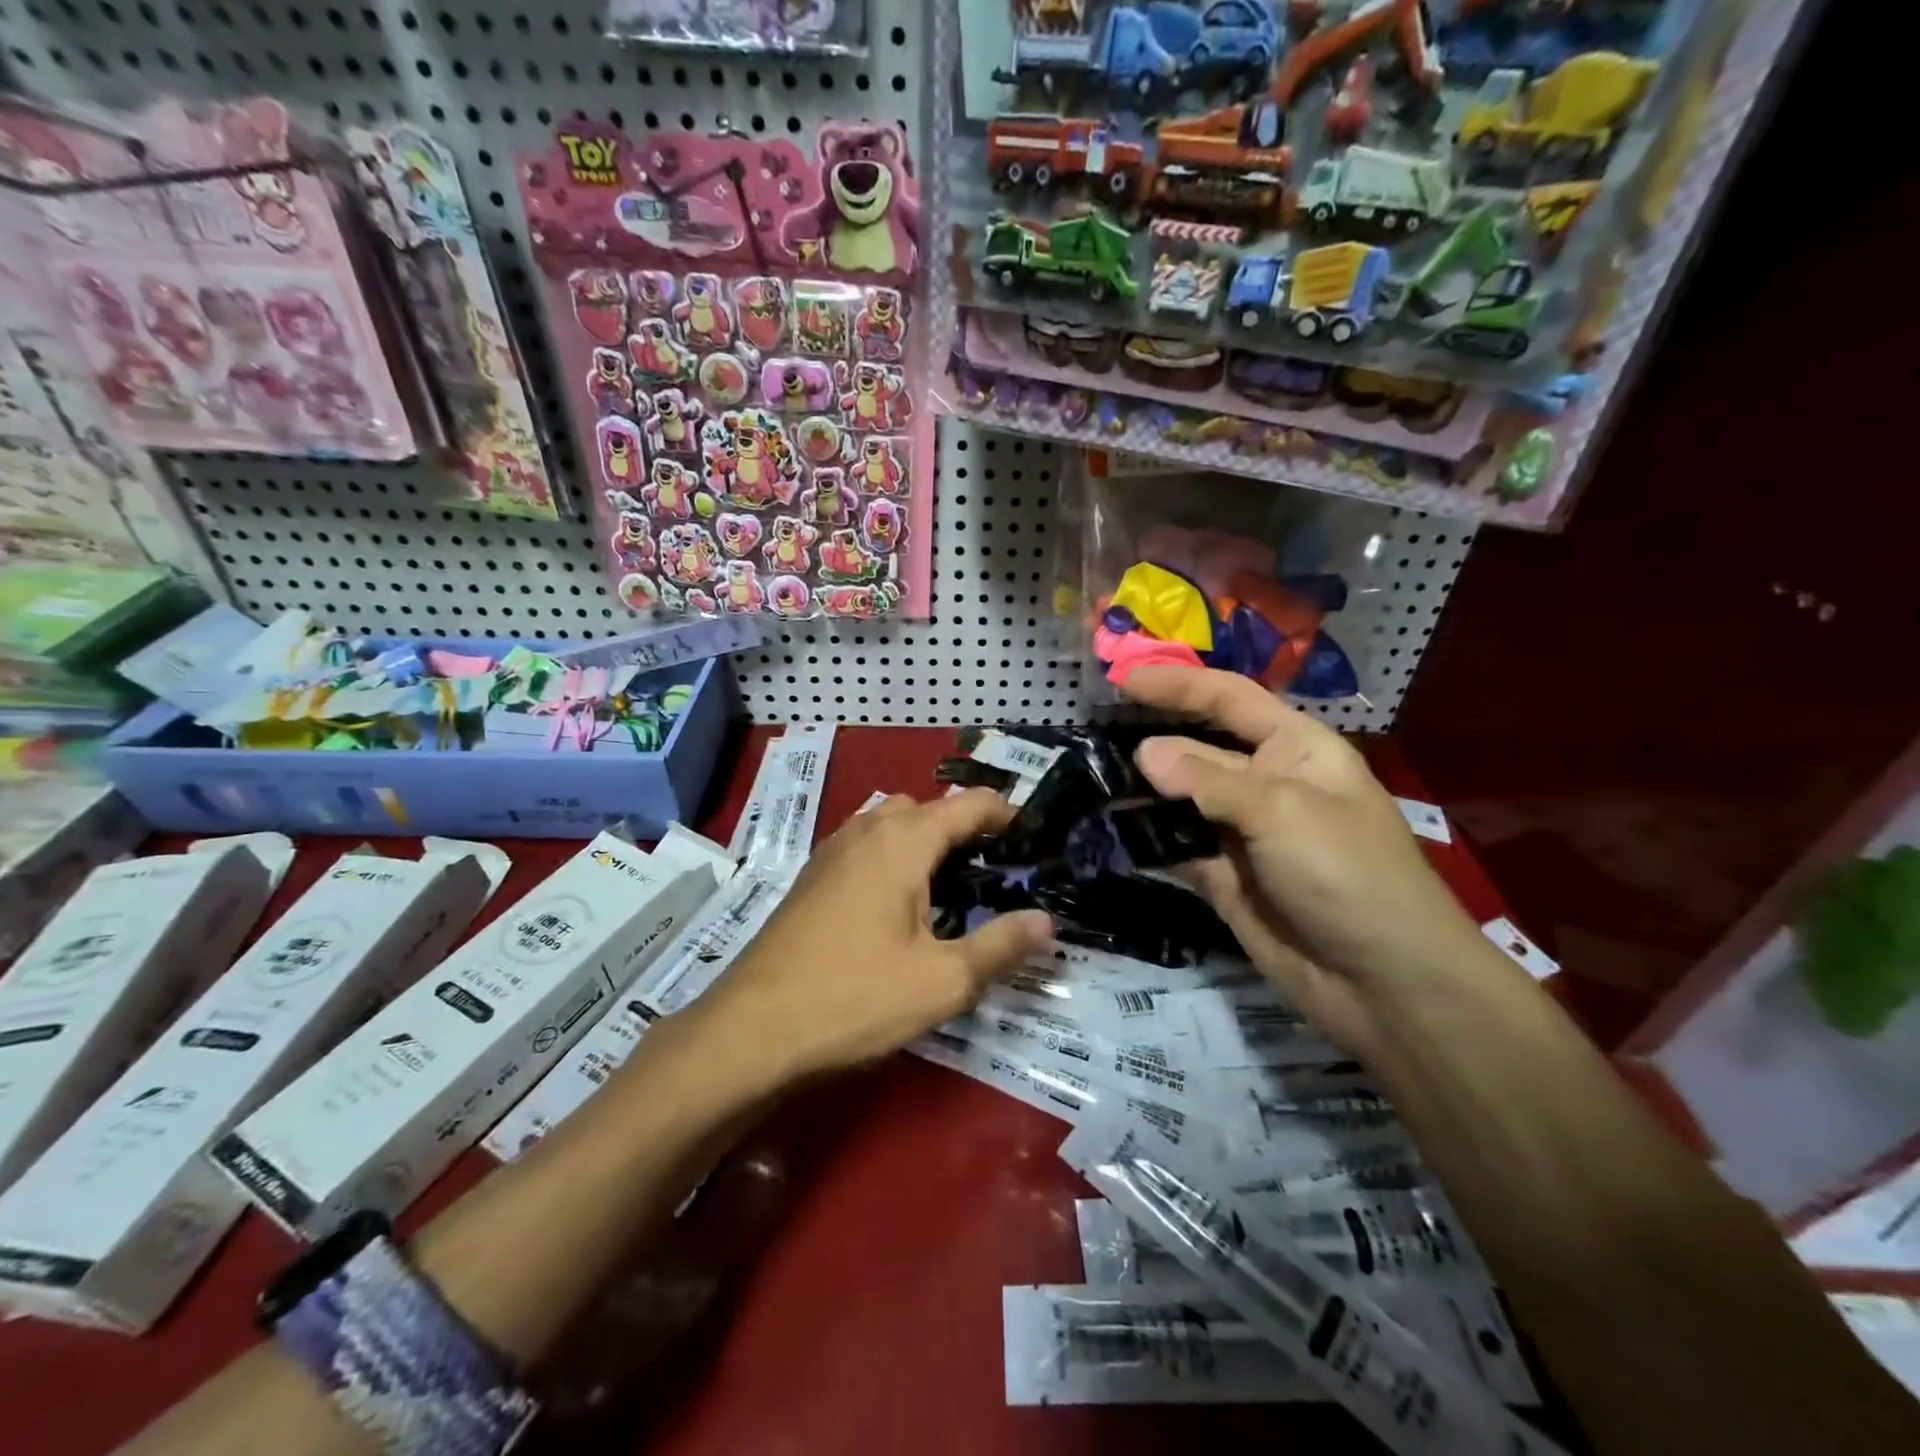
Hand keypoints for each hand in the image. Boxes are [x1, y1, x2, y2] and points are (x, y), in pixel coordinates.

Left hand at [697, 789, 1053, 1084]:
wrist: (750, 1031)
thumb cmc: (854, 999)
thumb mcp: (943, 982)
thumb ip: (1000, 946)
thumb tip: (1047, 921)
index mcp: (902, 842)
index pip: (967, 805)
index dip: (1006, 812)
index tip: (1034, 834)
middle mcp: (865, 832)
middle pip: (925, 808)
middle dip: (962, 826)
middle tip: (992, 870)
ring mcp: (830, 853)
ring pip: (888, 824)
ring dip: (923, 840)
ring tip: (948, 887)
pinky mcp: (810, 879)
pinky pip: (863, 847)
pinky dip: (891, 857)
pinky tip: (896, 906)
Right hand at [1122, 666, 1527, 1055]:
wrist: (1384, 984)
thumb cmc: (1348, 874)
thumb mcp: (1281, 812)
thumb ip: (1207, 781)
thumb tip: (1143, 752)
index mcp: (1296, 749)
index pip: (1230, 700)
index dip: (1179, 685)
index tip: (1123, 679)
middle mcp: (1265, 783)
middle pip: (1197, 749)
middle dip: (1149, 742)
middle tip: (1086, 739)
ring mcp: (1242, 833)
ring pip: (1180, 800)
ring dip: (1140, 792)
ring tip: (1086, 782)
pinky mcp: (1222, 877)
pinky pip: (1175, 846)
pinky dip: (1145, 838)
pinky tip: (1107, 830)